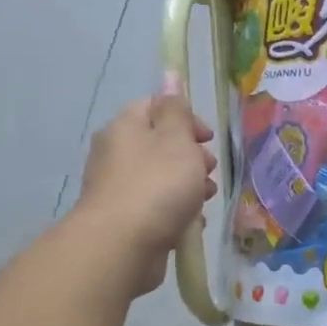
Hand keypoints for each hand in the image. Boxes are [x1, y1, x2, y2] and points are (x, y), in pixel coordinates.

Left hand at [74, 95, 217, 293]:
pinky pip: (158, 206)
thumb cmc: (157, 184)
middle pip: (160, 145)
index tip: (208, 138)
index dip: (184, 117)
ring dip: (188, 185)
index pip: (153, 107)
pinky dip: (177, 211)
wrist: (123, 244)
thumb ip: (177, 111)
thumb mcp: (176, 139)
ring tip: (206, 199)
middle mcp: (116, 154)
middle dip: (191, 156)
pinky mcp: (126, 219)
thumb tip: (170, 81)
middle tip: (210, 170)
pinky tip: (191, 222)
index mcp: (125, 128)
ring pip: (161, 177)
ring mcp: (119, 188)